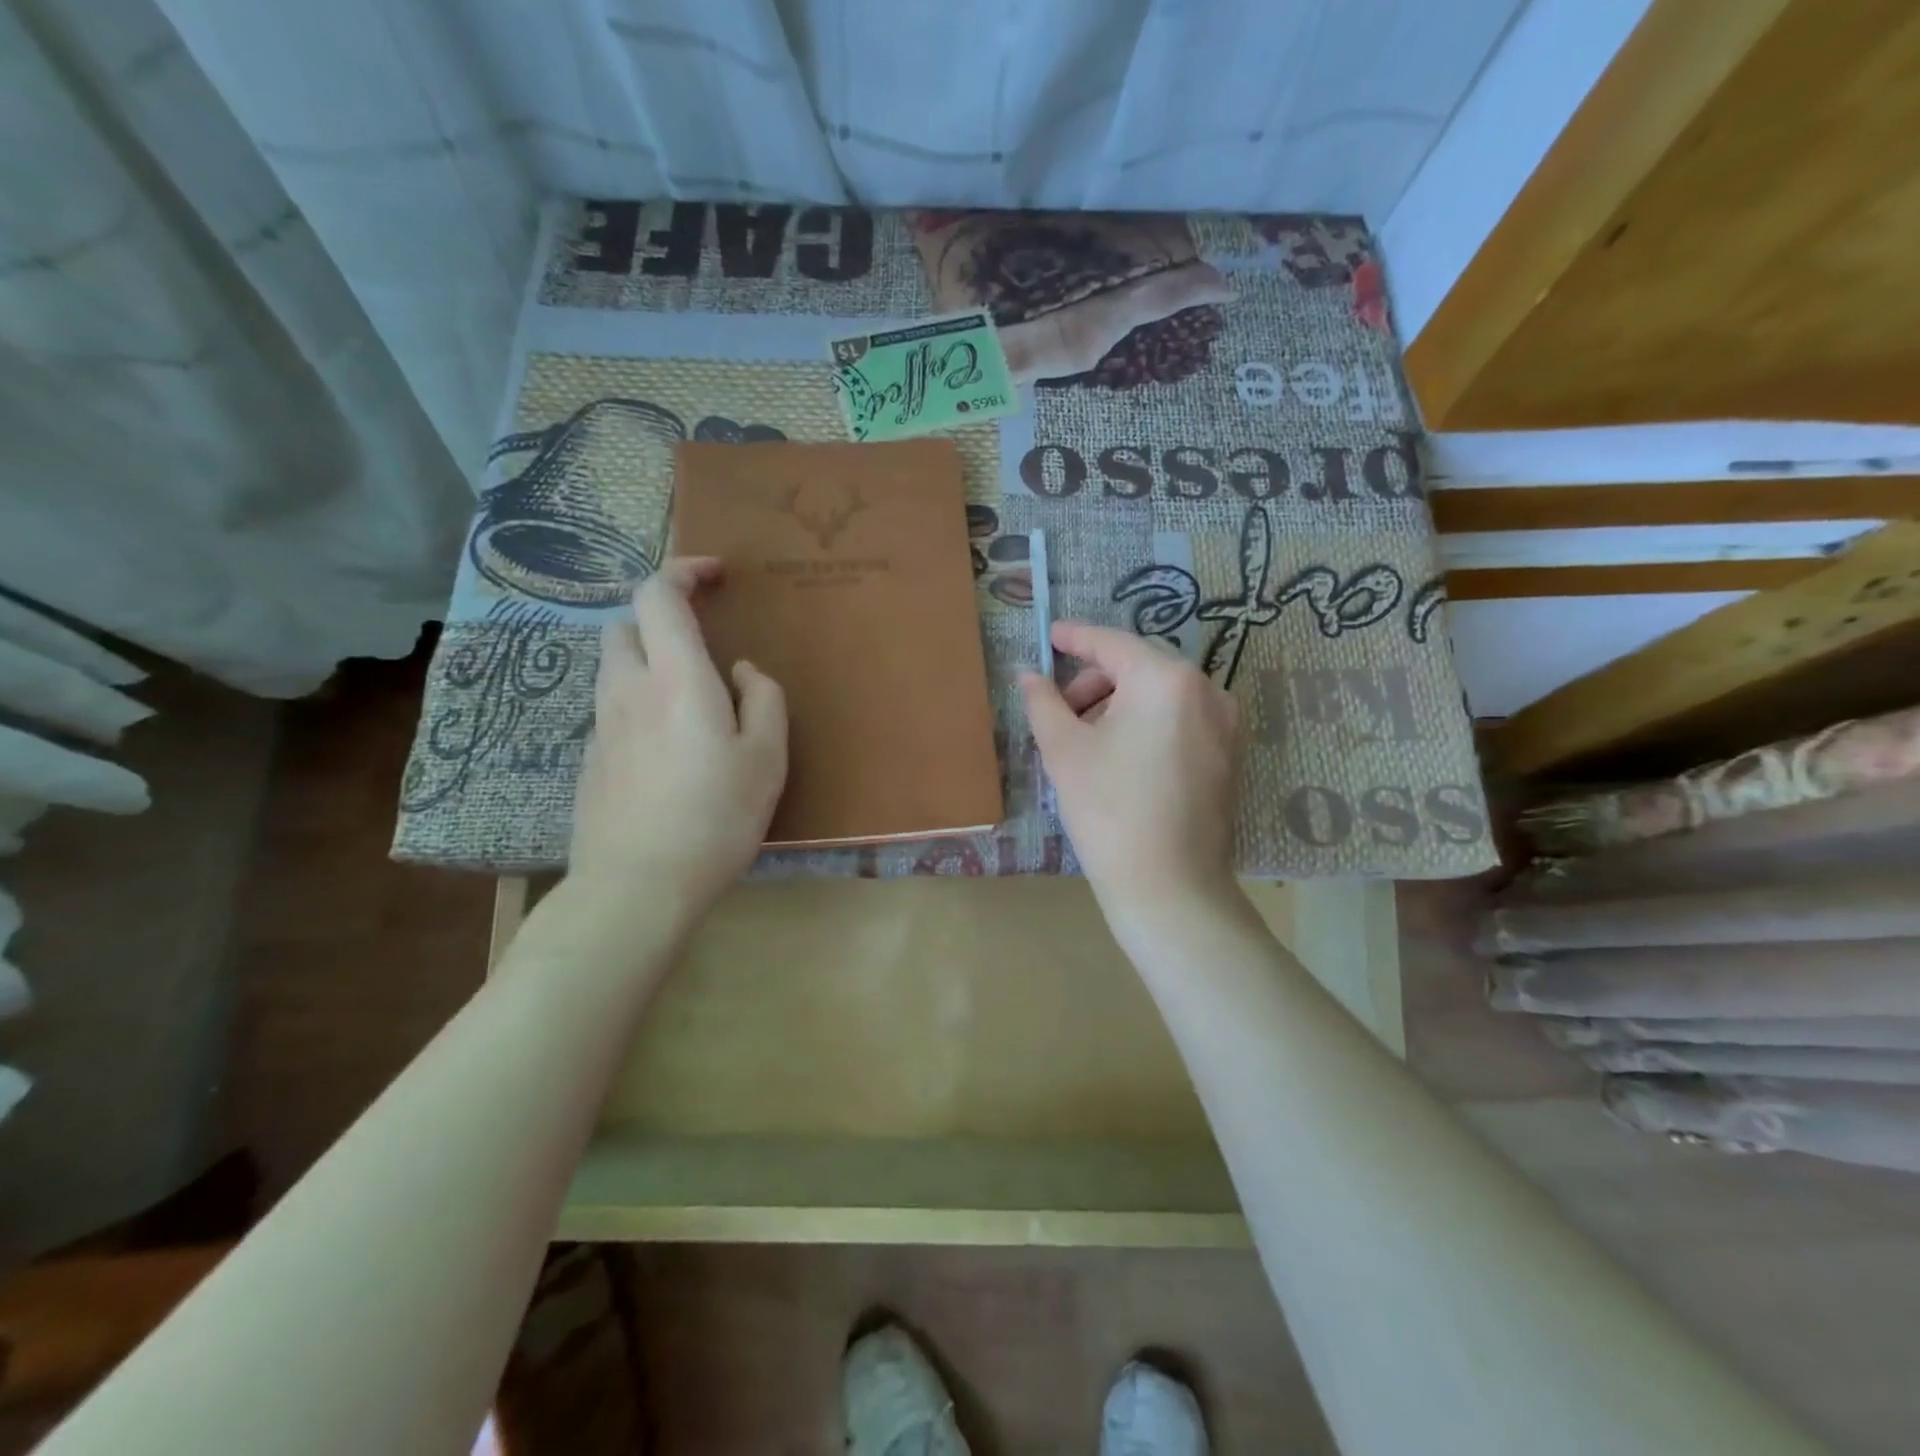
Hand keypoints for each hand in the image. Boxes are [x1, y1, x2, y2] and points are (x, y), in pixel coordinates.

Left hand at [569, 558, 787, 907]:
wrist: (637, 884)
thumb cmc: (715, 816)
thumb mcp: (767, 757)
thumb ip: (762, 698)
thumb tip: (740, 671)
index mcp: (675, 677)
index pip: (657, 594)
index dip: (683, 571)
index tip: (716, 576)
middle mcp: (627, 689)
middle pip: (625, 625)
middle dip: (660, 619)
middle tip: (701, 645)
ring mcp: (601, 726)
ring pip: (614, 668)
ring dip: (647, 661)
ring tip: (688, 699)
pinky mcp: (591, 761)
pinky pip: (613, 710)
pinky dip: (638, 704)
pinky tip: (668, 749)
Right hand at [1020, 622, 1239, 914]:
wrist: (1170, 888)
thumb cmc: (1109, 811)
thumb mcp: (1064, 751)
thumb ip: (1043, 702)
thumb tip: (1028, 675)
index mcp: (1166, 679)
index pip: (1112, 644)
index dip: (1075, 637)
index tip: (1049, 635)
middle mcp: (1205, 690)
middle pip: (1138, 667)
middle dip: (1093, 681)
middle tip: (1058, 711)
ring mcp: (1223, 724)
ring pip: (1158, 695)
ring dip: (1117, 704)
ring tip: (1083, 740)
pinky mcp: (1226, 755)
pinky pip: (1177, 720)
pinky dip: (1143, 724)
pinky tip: (1116, 756)